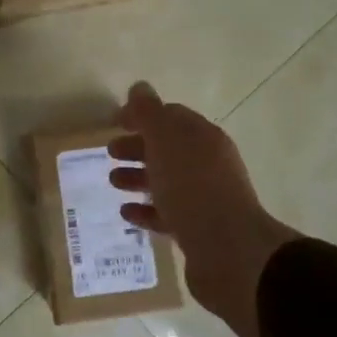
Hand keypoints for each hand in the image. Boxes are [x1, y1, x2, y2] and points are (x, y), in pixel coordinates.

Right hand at [109, 83, 297, 336]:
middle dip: (137, 147)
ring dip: (138, 178)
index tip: (115, 121)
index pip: (171, 117)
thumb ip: (149, 113)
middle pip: (167, 149)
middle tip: (109, 152)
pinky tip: (126, 213)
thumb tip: (139, 87)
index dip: (142, 116)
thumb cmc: (192, 186)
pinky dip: (145, 210)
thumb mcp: (165, 140)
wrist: (227, 250)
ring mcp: (205, 198)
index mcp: (202, 137)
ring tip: (112, 182)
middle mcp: (207, 164)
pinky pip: (166, 214)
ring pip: (166, 181)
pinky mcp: (198, 230)